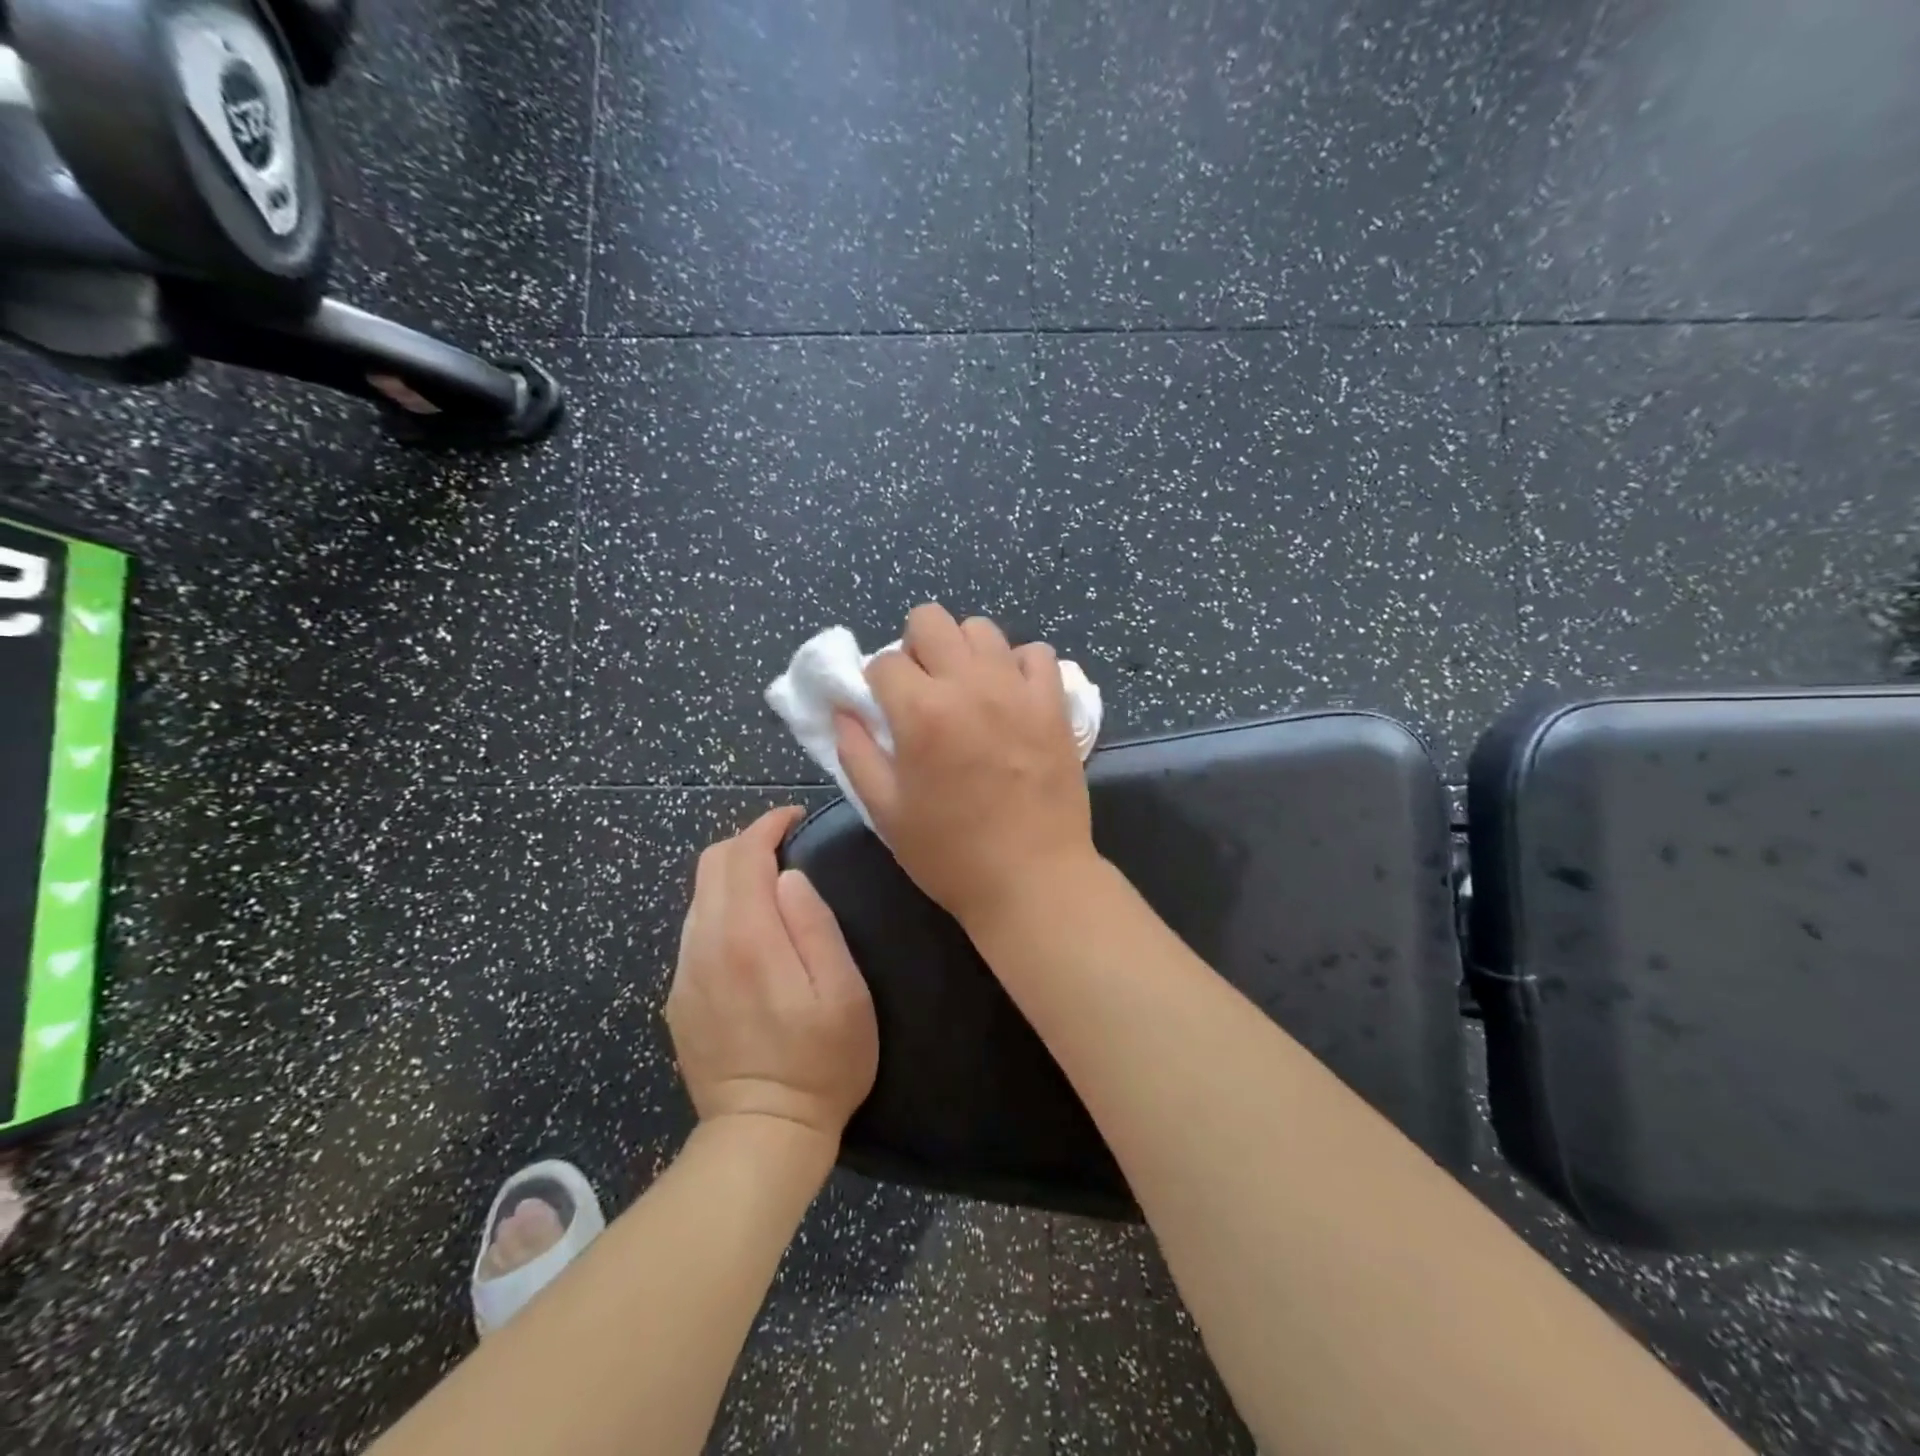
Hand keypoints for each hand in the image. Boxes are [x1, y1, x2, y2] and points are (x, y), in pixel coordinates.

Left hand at [666, 807, 878, 1144]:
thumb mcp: (843, 992)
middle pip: (711, 865)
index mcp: (747, 937)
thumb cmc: (822, 1061)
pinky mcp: (678, 997)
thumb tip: (790, 877)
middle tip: (787, 846)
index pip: (743, 854)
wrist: (762, 1134)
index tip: (796, 817)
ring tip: (771, 884)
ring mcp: (684, 973)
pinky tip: (750, 932)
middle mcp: (704, 944)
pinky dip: (720, 909)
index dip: (768, 824)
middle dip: (747, 841)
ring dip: (733, 875)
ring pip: (699, 896)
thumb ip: (815, 925)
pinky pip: (694, 930)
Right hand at [836, 604, 1097, 930]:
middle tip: (922, 688)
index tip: (885, 710)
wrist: (1032, 879)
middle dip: (914, 647)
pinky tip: (1010, 695)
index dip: (876, 683)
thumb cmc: (950, 854)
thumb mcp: (885, 811)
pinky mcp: (1053, 703)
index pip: (883, 662)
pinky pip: (1035, 653)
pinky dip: (1017, 664)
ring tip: (966, 689)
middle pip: (929, 620)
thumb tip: (844, 710)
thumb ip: (856, 753)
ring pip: (981, 629)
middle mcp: (968, 685)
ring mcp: (1017, 689)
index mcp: (920, 712)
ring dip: (963, 650)